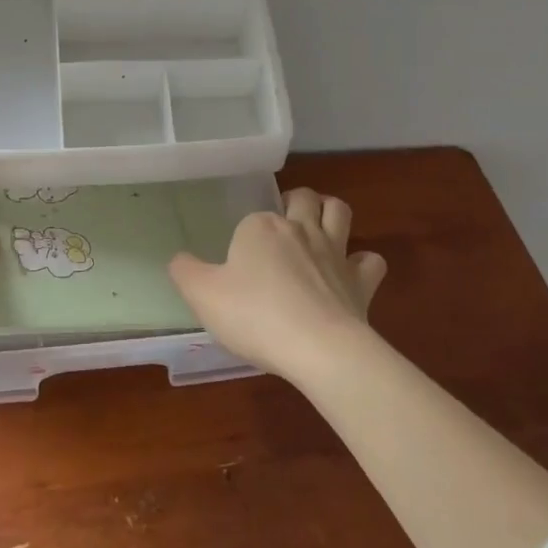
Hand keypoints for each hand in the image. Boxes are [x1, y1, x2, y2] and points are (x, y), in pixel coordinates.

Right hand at [168, 187, 387, 384]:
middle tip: (283, 222)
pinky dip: (362, 262)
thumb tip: (178, 259)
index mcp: (260, 227)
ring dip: (330, 213)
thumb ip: (185, 272)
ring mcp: (334, 252)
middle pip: (302, 198)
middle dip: (295, 201)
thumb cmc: (255, 316)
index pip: (250, 218)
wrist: (319, 349)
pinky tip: (350, 275)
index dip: (244, 236)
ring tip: (319, 228)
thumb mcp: (203, 296)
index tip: (237, 265)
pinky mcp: (361, 281)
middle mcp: (299, 229)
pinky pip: (370, 260)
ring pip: (339, 211)